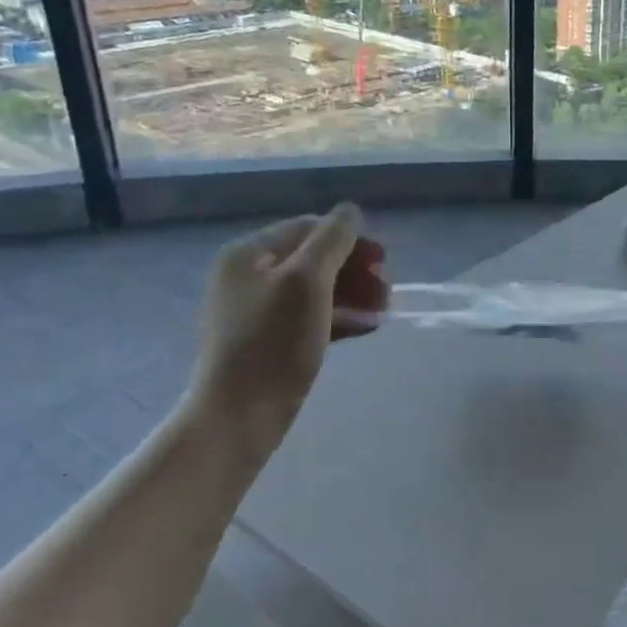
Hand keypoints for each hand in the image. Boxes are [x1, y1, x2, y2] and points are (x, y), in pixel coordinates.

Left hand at [189, 203, 387, 449]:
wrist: (238, 416)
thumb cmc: (273, 342)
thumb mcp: (308, 281)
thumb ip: (333, 240)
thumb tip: (350, 210)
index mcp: (248, 254)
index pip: (309, 228)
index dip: (351, 240)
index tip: (385, 262)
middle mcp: (247, 276)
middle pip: (314, 258)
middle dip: (356, 270)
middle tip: (387, 291)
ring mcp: (256, 311)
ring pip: (316, 289)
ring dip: (353, 294)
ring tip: (383, 311)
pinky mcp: (268, 341)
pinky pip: (310, 317)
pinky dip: (340, 317)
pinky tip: (367, 328)